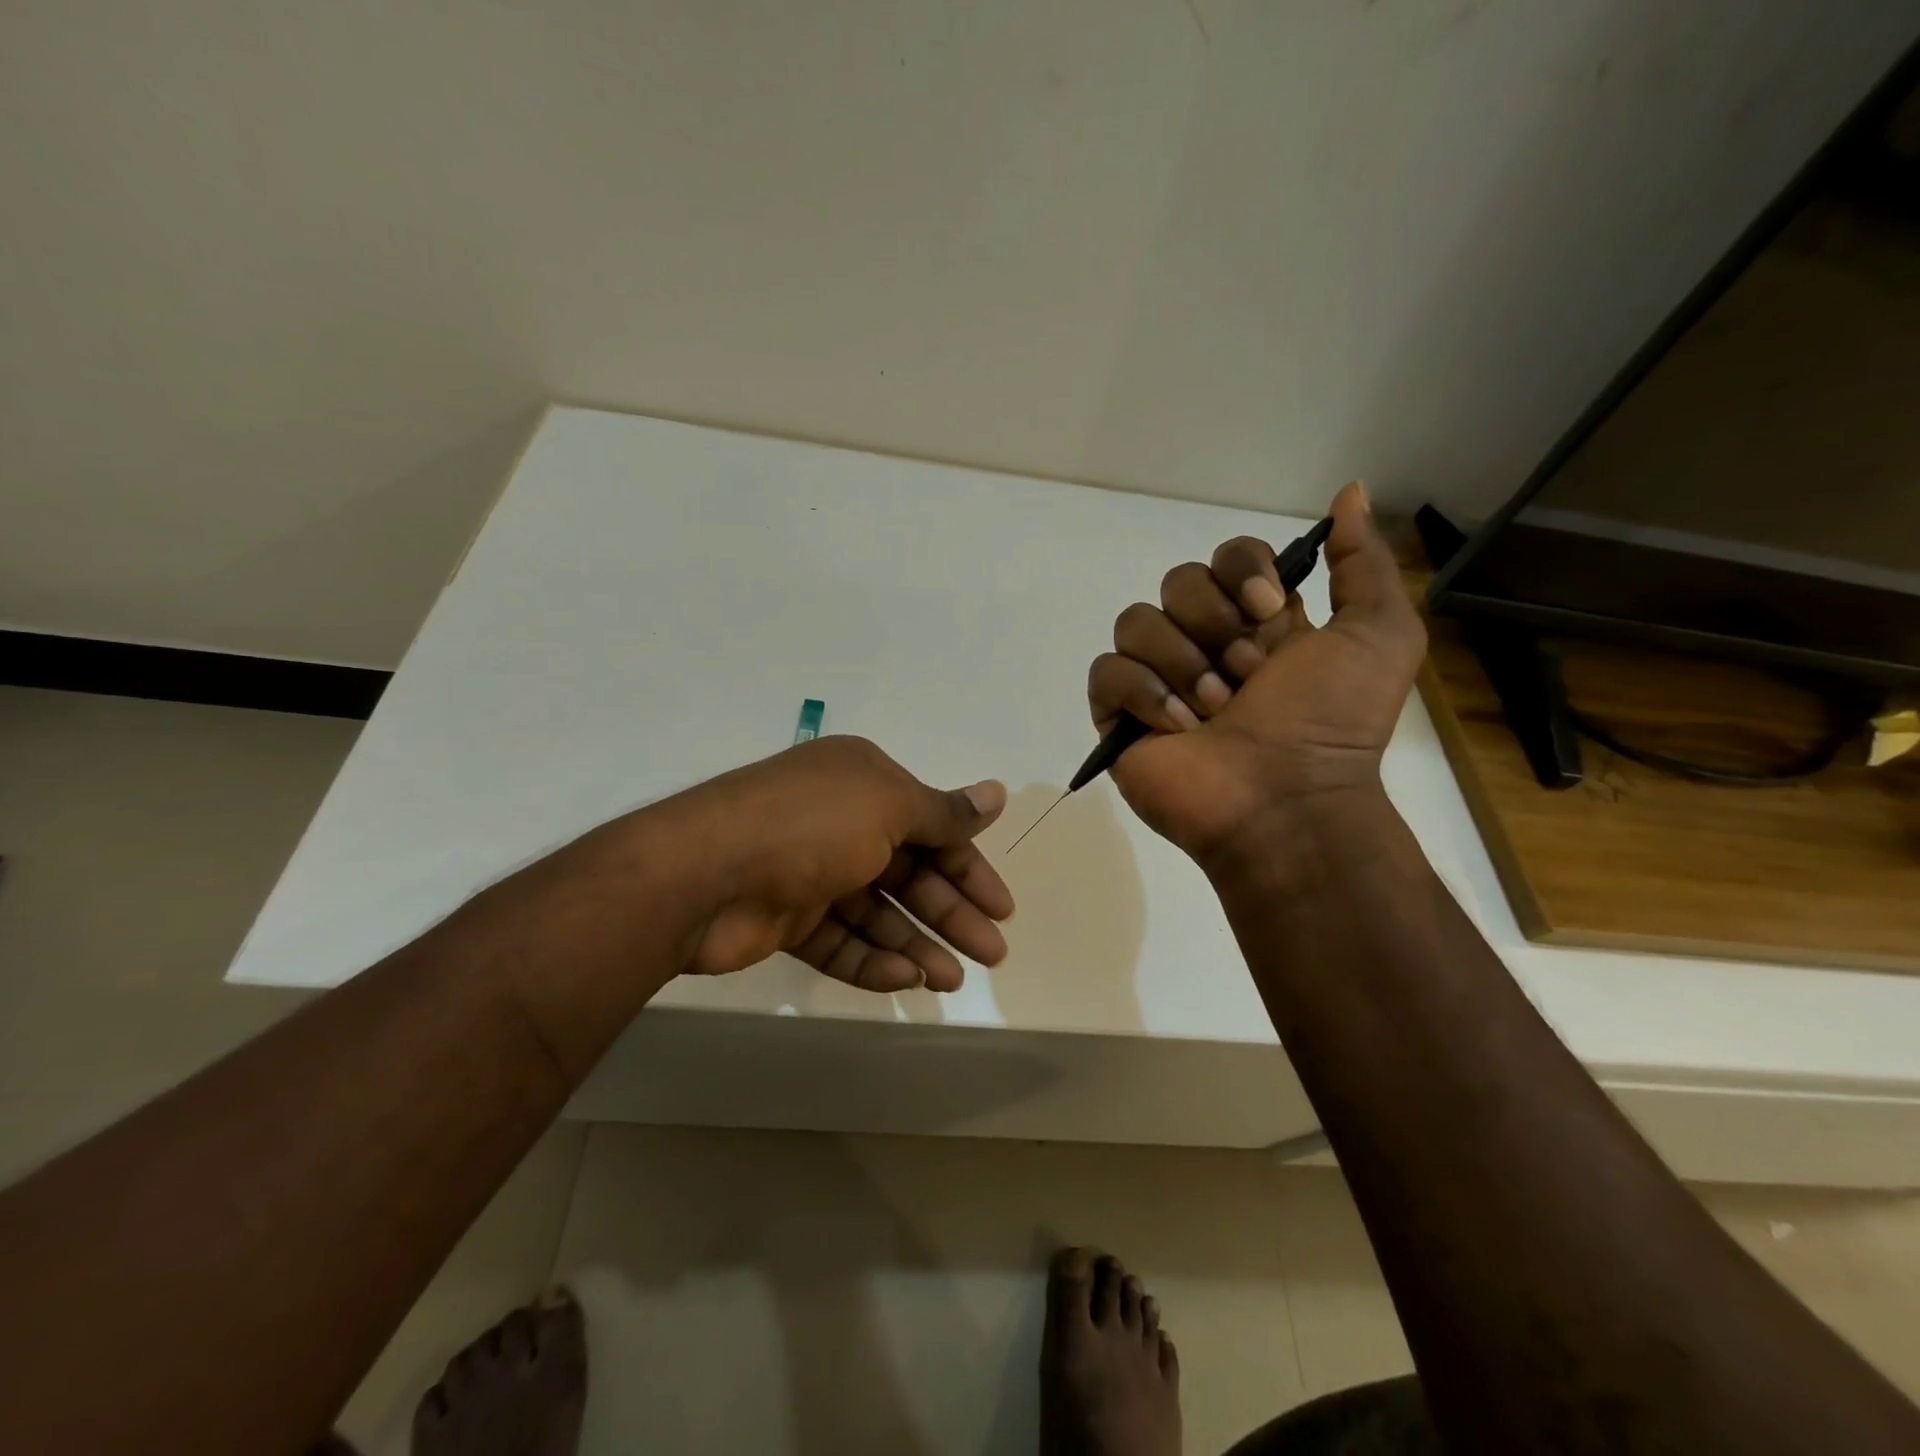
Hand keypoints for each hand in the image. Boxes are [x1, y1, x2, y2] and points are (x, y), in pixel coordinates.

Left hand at [658, 736, 1014, 990]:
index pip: (932, 827)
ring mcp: (811, 872)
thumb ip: (944, 812)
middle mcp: (840, 822)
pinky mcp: (786, 918)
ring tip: (950, 981)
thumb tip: (998, 793)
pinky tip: (904, 980)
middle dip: (950, 912)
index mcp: (864, 784)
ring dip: (916, 943)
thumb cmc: (810, 825)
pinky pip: (840, 940)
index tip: (1002, 908)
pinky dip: (872, 959)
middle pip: (910, 872)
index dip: (969, 867)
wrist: (701, 874)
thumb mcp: (888, 806)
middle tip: (991, 954)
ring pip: (877, 912)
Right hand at [1086, 482, 1424, 864]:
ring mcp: (1157, 679)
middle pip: (1177, 582)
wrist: (1287, 802)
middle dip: (1212, 626)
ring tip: (1214, 712)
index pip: (1226, 555)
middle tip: (1246, 678)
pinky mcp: (1119, 715)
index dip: (1240, 570)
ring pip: (1136, 622)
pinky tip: (1176, 726)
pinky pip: (1106, 671)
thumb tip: (1349, 491)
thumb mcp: (1379, 635)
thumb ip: (1363, 562)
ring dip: (1182, 664)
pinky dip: (1141, 692)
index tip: (1266, 610)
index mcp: (1256, 622)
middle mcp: (1204, 642)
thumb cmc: (1333, 723)